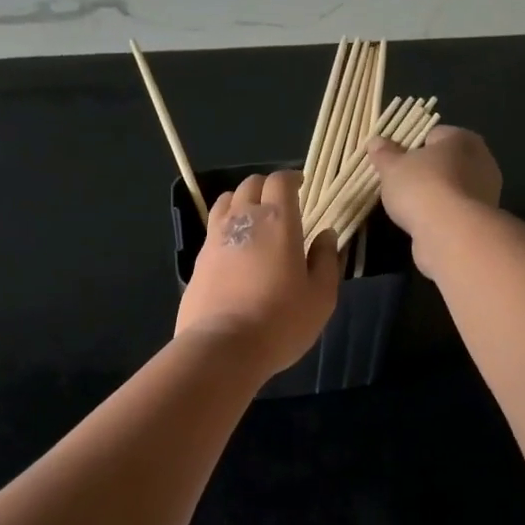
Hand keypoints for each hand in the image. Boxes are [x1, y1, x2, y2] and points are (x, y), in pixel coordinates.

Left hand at [176, 170, 340, 375]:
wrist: (223, 346)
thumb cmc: (281, 321)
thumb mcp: (321, 296)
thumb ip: (325, 260)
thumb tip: (326, 234)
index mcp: (277, 221)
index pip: (280, 181)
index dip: (291, 178)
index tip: (300, 184)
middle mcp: (243, 219)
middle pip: (250, 185)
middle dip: (266, 186)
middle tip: (280, 200)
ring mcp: (215, 238)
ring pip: (226, 201)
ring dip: (241, 200)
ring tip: (253, 216)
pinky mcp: (198, 260)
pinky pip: (213, 229)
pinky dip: (226, 226)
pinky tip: (235, 246)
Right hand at [366, 126, 502, 280]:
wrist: (451, 234)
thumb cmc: (421, 188)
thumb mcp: (392, 168)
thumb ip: (384, 154)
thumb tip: (375, 141)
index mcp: (461, 139)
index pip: (433, 134)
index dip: (411, 146)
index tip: (394, 161)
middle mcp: (481, 160)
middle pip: (446, 161)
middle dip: (425, 170)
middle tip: (400, 182)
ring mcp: (486, 191)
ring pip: (452, 186)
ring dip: (434, 194)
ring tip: (409, 206)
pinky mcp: (482, 218)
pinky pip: (456, 209)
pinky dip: (442, 214)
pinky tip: (424, 222)